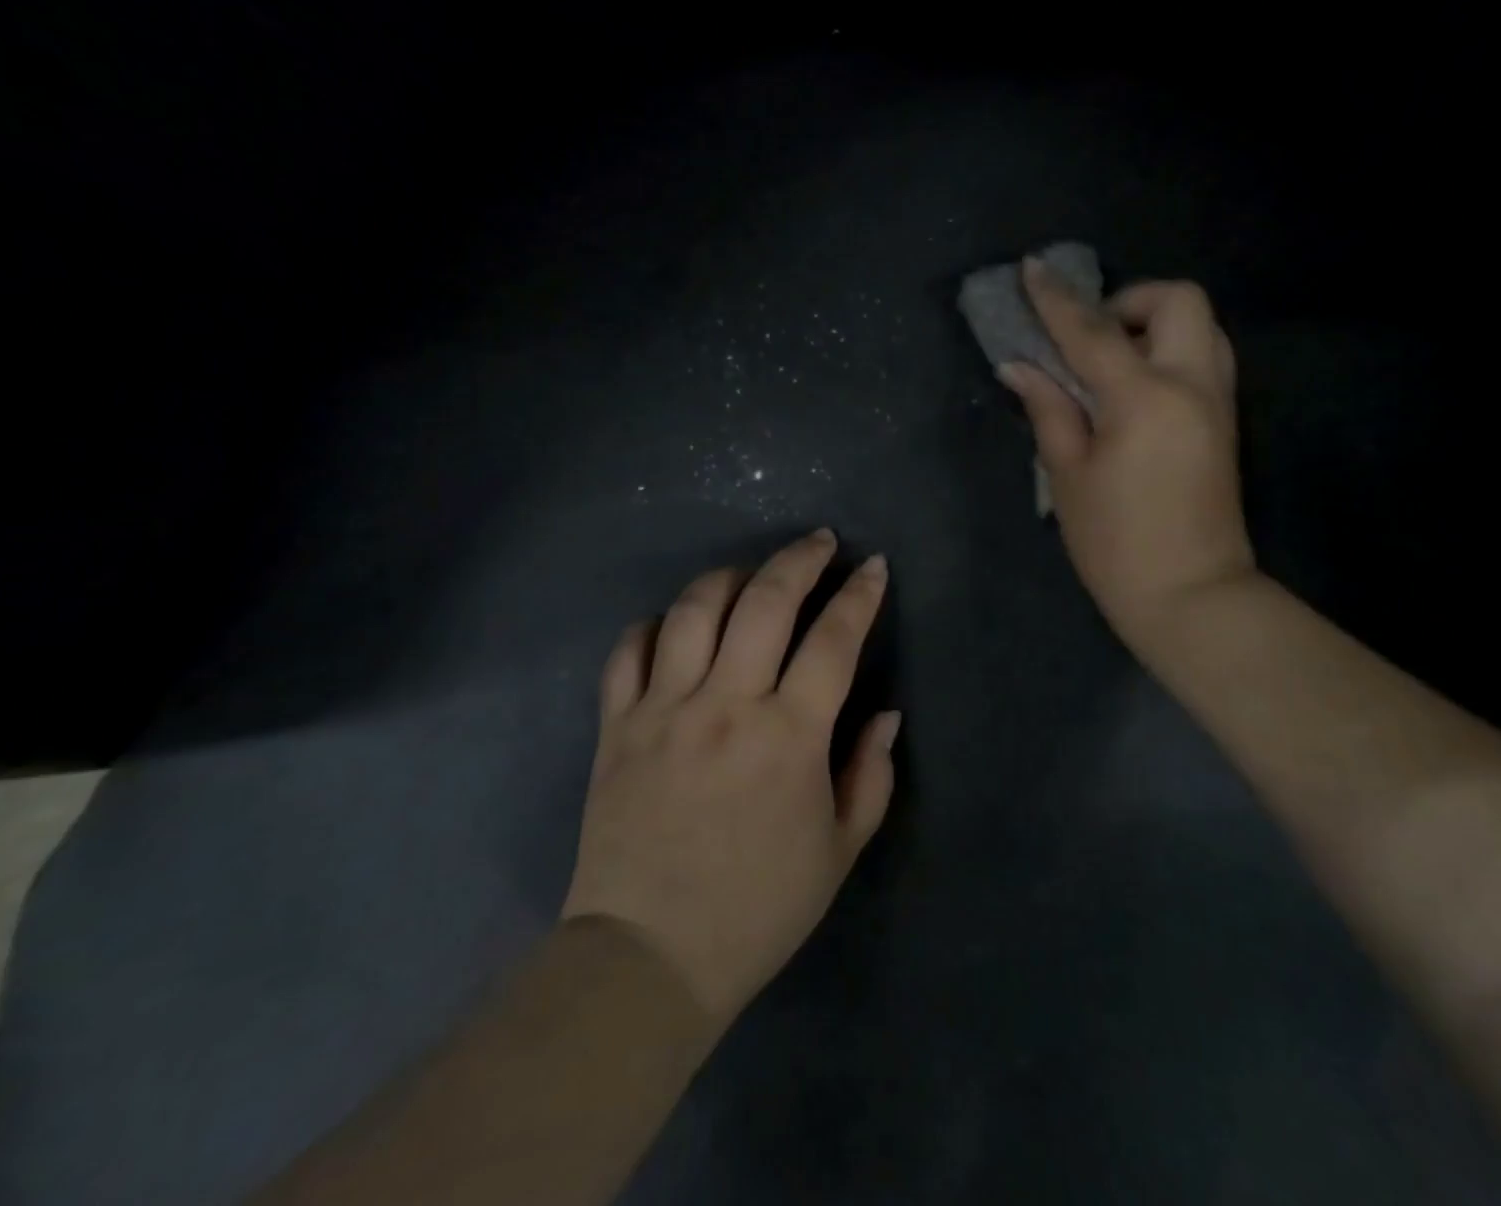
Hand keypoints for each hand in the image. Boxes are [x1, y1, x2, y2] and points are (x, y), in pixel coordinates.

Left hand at [561, 530, 899, 1030]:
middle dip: (801, 559)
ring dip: (731, 576)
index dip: (860, 595)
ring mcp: (664, 710)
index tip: (873, 566)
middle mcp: (726, 706)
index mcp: (789, 737)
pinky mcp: (616, 726)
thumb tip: (884, 714)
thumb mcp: (839, 851)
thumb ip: (870, 774)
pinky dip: (654, 625)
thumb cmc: (757, 909)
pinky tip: (675, 626)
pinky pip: (629, 651)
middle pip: (766, 602)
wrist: (648, 959)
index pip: (834, 640)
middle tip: (820, 542)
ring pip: (695, 610)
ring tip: (752, 575)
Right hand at [999, 259, 1255, 647]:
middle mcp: (1192, 385)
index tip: (1031, 269)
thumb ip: (1049, 410)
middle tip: (1089, 337)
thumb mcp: (1068, 476)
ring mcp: (1218, 402)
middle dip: (1129, 300)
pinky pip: (1202, 358)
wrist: (1191, 595)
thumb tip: (1020, 368)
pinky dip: (1168, 351)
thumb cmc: (1115, 543)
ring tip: (1110, 362)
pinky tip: (1132, 388)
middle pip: (1178, 300)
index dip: (1056, 300)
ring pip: (1200, 326)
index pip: (1093, 331)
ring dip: (1153, 324)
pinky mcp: (1225, 422)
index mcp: (1145, 399)